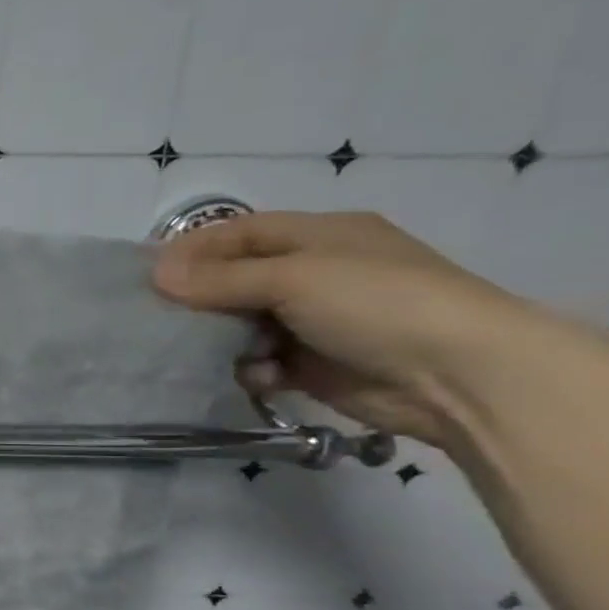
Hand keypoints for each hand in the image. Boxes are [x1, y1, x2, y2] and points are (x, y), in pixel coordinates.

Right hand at [151, 211, 546, 451]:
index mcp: (321, 236)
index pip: (240, 232)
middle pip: (236, 279)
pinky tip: (258, 377)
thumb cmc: (377, 304)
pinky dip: (252, 369)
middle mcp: (317, 273)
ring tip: (205, 350)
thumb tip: (156, 274)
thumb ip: (221, 278)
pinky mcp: (315, 365)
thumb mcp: (294, 278)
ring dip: (223, 338)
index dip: (194, 249)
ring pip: (243, 324)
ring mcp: (317, 321)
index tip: (149, 273)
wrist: (460, 375)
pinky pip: (262, 362)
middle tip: (159, 316)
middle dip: (200, 298)